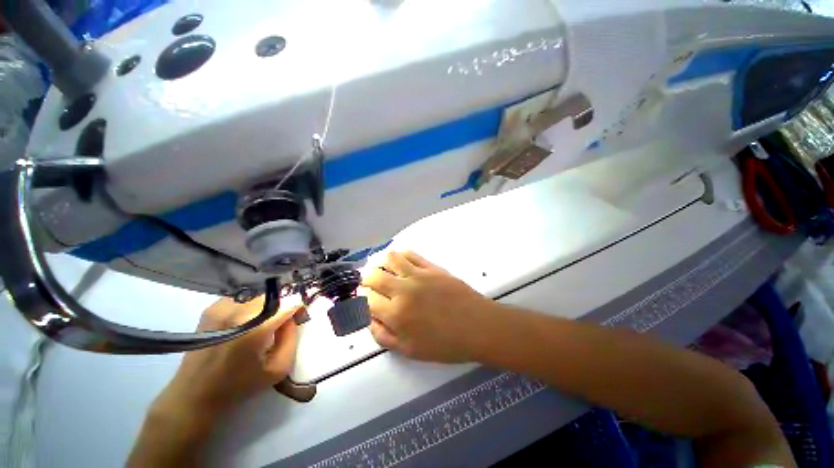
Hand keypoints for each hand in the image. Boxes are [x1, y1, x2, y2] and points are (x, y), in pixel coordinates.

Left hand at [129, 297, 301, 466]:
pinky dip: (250, 308)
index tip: (300, 315)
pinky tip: (244, 324)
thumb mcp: (278, 369)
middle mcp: (239, 311)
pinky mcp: (212, 308)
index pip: (289, 302)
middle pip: (274, 297)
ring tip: (261, 325)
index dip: (298, 306)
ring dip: (267, 307)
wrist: (194, 394)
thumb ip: (292, 339)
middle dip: (282, 306)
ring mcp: (222, 307)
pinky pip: (242, 299)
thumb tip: (291, 319)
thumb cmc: (239, 385)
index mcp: (256, 328)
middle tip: (281, 323)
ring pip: (259, 297)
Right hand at [361, 250, 493, 362]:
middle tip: (371, 285)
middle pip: (374, 276)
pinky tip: (400, 261)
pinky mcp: (432, 267)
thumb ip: (384, 336)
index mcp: (396, 314)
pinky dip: (400, 255)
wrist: (478, 326)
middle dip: (367, 279)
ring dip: (381, 263)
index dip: (363, 300)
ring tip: (384, 269)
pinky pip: (411, 254)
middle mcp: (403, 290)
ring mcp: (418, 275)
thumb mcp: (410, 351)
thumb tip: (370, 320)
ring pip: (390, 258)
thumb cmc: (445, 344)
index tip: (367, 301)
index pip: (367, 300)